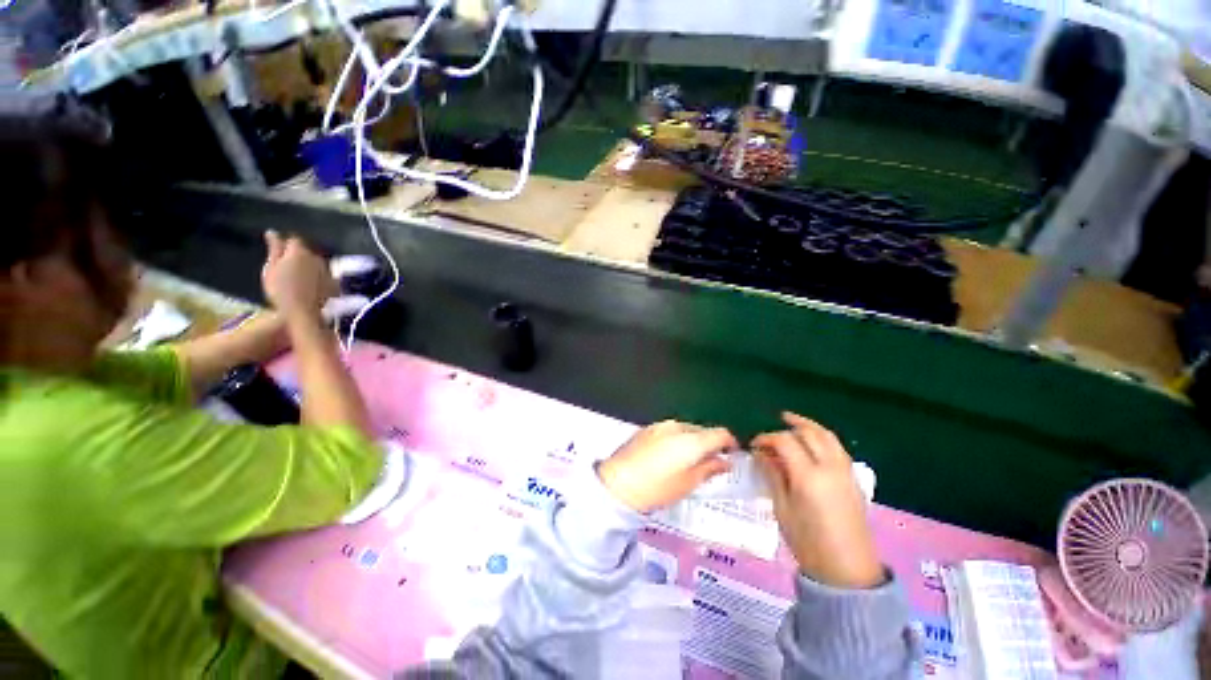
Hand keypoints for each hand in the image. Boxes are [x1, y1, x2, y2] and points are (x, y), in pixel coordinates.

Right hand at [261, 231, 337, 318]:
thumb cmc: (280, 290)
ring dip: (308, 267)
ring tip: (297, 280)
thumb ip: (274, 249)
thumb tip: (273, 232)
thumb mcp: (271, 267)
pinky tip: (309, 287)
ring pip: (316, 263)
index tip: (278, 256)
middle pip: (306, 252)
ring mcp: (327, 270)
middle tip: (286, 270)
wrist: (302, 311)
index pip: (293, 241)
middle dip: (297, 257)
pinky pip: (324, 275)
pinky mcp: (334, 282)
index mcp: (299, 252)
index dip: (285, 246)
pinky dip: (318, 278)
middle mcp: (316, 258)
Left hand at [598, 420, 737, 512]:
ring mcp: (660, 425)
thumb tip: (725, 461)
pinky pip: (670, 430)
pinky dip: (676, 439)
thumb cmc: (657, 488)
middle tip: (710, 461)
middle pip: (702, 429)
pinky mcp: (647, 428)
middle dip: (710, 443)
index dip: (730, 443)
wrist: (618, 483)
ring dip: (692, 440)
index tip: (732, 454)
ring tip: (689, 460)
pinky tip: (669, 455)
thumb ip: (709, 468)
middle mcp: (677, 426)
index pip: (720, 433)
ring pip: (686, 429)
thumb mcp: (688, 483)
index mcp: (691, 440)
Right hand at [752, 412, 883, 589]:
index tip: (754, 444)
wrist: (847, 571)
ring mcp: (845, 472)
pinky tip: (812, 442)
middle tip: (772, 430)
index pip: (785, 442)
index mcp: (808, 477)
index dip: (767, 438)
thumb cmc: (808, 543)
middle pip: (809, 433)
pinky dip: (822, 438)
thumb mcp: (782, 508)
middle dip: (788, 426)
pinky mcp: (853, 479)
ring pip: (827, 436)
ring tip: (792, 422)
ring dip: (808, 426)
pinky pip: (837, 448)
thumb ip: (773, 475)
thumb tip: (761, 454)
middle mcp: (829, 468)